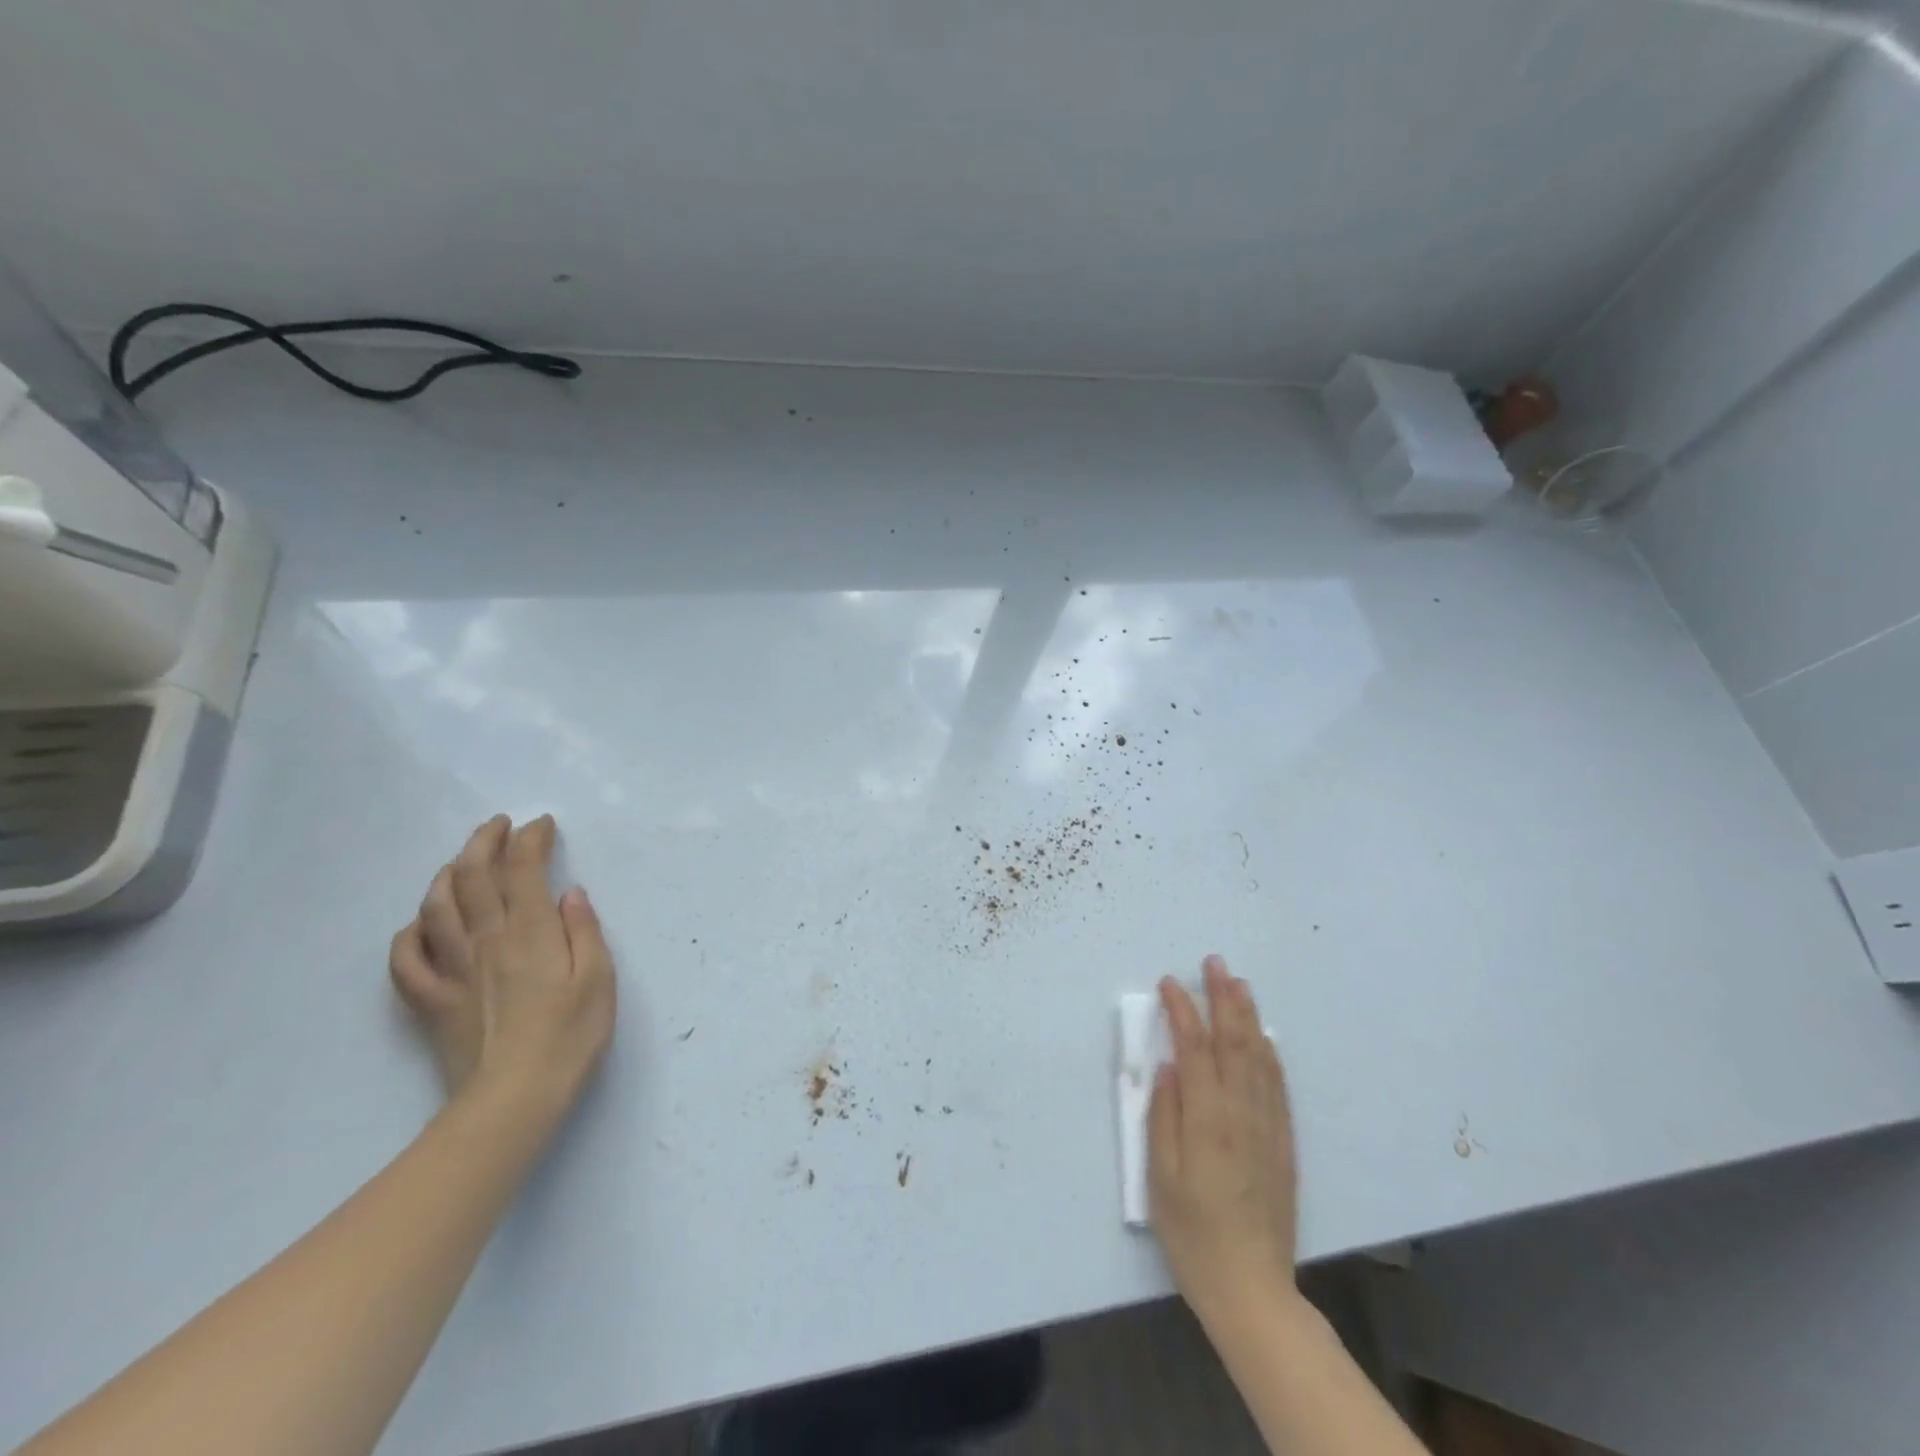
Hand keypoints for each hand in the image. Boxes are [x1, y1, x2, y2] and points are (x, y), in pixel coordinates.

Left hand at [388, 815, 616, 1112]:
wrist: (513, 1100)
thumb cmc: (569, 1037)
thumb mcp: (599, 979)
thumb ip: (585, 931)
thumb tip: (570, 894)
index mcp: (531, 932)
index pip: (523, 869)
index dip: (529, 839)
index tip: (541, 825)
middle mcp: (487, 940)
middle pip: (474, 876)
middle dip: (485, 842)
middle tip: (499, 826)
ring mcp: (453, 969)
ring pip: (436, 907)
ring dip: (447, 874)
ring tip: (463, 862)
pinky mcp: (432, 1001)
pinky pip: (405, 959)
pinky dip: (409, 933)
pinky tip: (421, 924)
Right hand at [1148, 955, 1297, 1325]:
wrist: (1252, 1288)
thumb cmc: (1192, 1233)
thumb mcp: (1160, 1177)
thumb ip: (1163, 1116)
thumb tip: (1168, 1066)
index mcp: (1206, 1120)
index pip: (1194, 1048)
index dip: (1182, 1010)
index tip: (1169, 983)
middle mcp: (1241, 1113)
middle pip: (1234, 1042)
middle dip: (1223, 997)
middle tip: (1215, 963)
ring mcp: (1268, 1126)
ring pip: (1259, 1057)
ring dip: (1248, 1016)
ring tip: (1239, 984)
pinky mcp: (1284, 1143)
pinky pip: (1277, 1086)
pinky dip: (1269, 1053)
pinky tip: (1263, 1037)